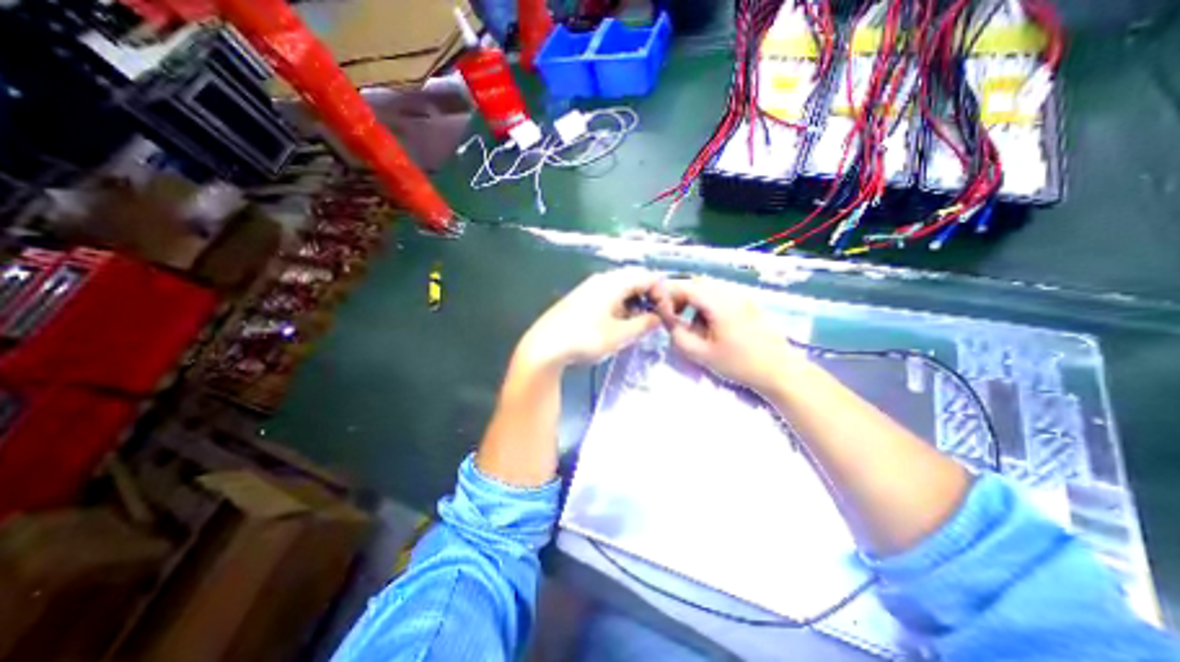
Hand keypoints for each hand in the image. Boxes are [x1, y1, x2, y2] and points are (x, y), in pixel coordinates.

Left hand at [518, 269, 663, 370]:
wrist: (545, 347)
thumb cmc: (585, 339)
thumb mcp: (619, 335)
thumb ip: (643, 324)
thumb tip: (658, 318)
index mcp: (613, 282)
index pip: (647, 277)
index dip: (662, 293)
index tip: (666, 314)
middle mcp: (602, 279)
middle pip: (634, 279)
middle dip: (649, 297)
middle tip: (655, 318)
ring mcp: (589, 288)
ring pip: (621, 288)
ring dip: (634, 302)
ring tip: (638, 324)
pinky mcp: (581, 298)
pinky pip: (608, 295)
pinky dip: (620, 305)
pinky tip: (618, 323)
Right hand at [648, 276, 806, 394]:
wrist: (780, 371)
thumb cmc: (740, 364)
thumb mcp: (702, 354)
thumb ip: (678, 335)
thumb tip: (667, 321)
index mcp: (719, 303)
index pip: (686, 287)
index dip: (668, 294)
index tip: (658, 308)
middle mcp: (731, 293)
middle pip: (698, 284)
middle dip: (681, 297)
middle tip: (673, 316)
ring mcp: (742, 298)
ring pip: (709, 290)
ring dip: (695, 301)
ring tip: (692, 325)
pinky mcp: (748, 305)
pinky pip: (721, 297)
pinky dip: (708, 306)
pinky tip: (710, 326)